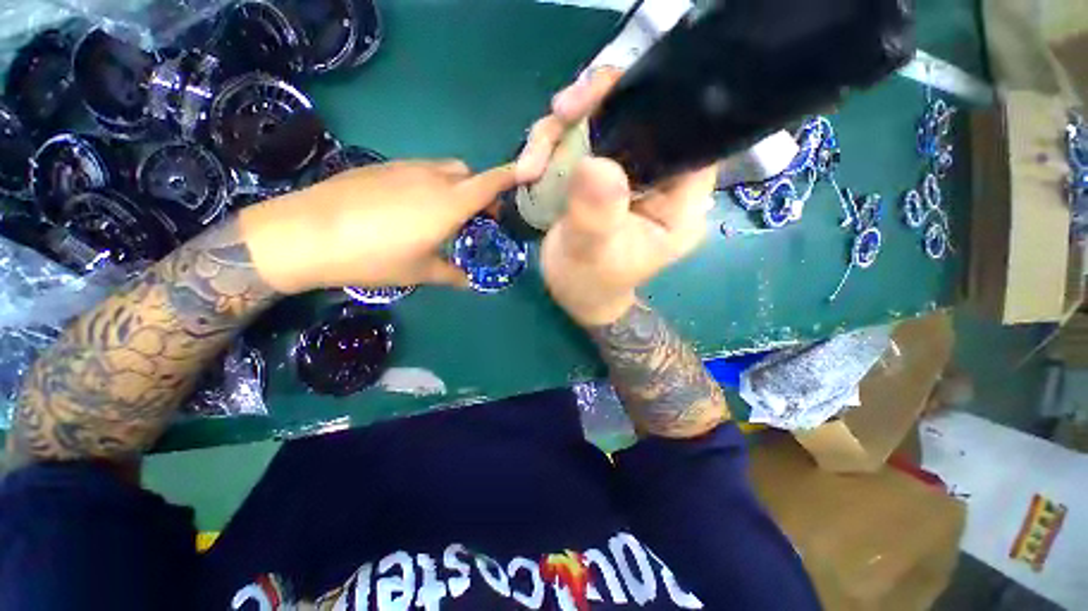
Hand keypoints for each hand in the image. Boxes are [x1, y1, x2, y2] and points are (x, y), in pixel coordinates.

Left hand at [239, 160, 515, 293]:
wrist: (305, 234)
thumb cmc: (374, 257)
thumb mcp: (420, 272)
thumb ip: (451, 274)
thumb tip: (468, 281)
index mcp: (449, 203)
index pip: (491, 182)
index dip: (511, 177)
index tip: (524, 177)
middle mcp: (432, 178)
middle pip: (469, 174)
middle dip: (480, 190)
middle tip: (476, 217)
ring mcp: (405, 168)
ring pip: (444, 169)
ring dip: (454, 187)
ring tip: (442, 214)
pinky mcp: (381, 167)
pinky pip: (418, 170)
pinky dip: (429, 184)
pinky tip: (410, 209)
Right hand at [520, 68, 717, 325]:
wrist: (573, 293)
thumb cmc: (591, 283)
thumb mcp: (593, 254)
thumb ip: (598, 215)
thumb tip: (595, 163)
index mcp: (679, 201)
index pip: (687, 135)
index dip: (656, 104)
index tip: (607, 97)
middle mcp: (659, 179)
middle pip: (639, 116)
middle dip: (596, 106)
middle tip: (560, 113)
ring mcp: (626, 173)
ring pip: (603, 122)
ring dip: (561, 130)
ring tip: (531, 163)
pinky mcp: (599, 175)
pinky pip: (578, 141)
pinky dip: (550, 146)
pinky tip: (529, 168)